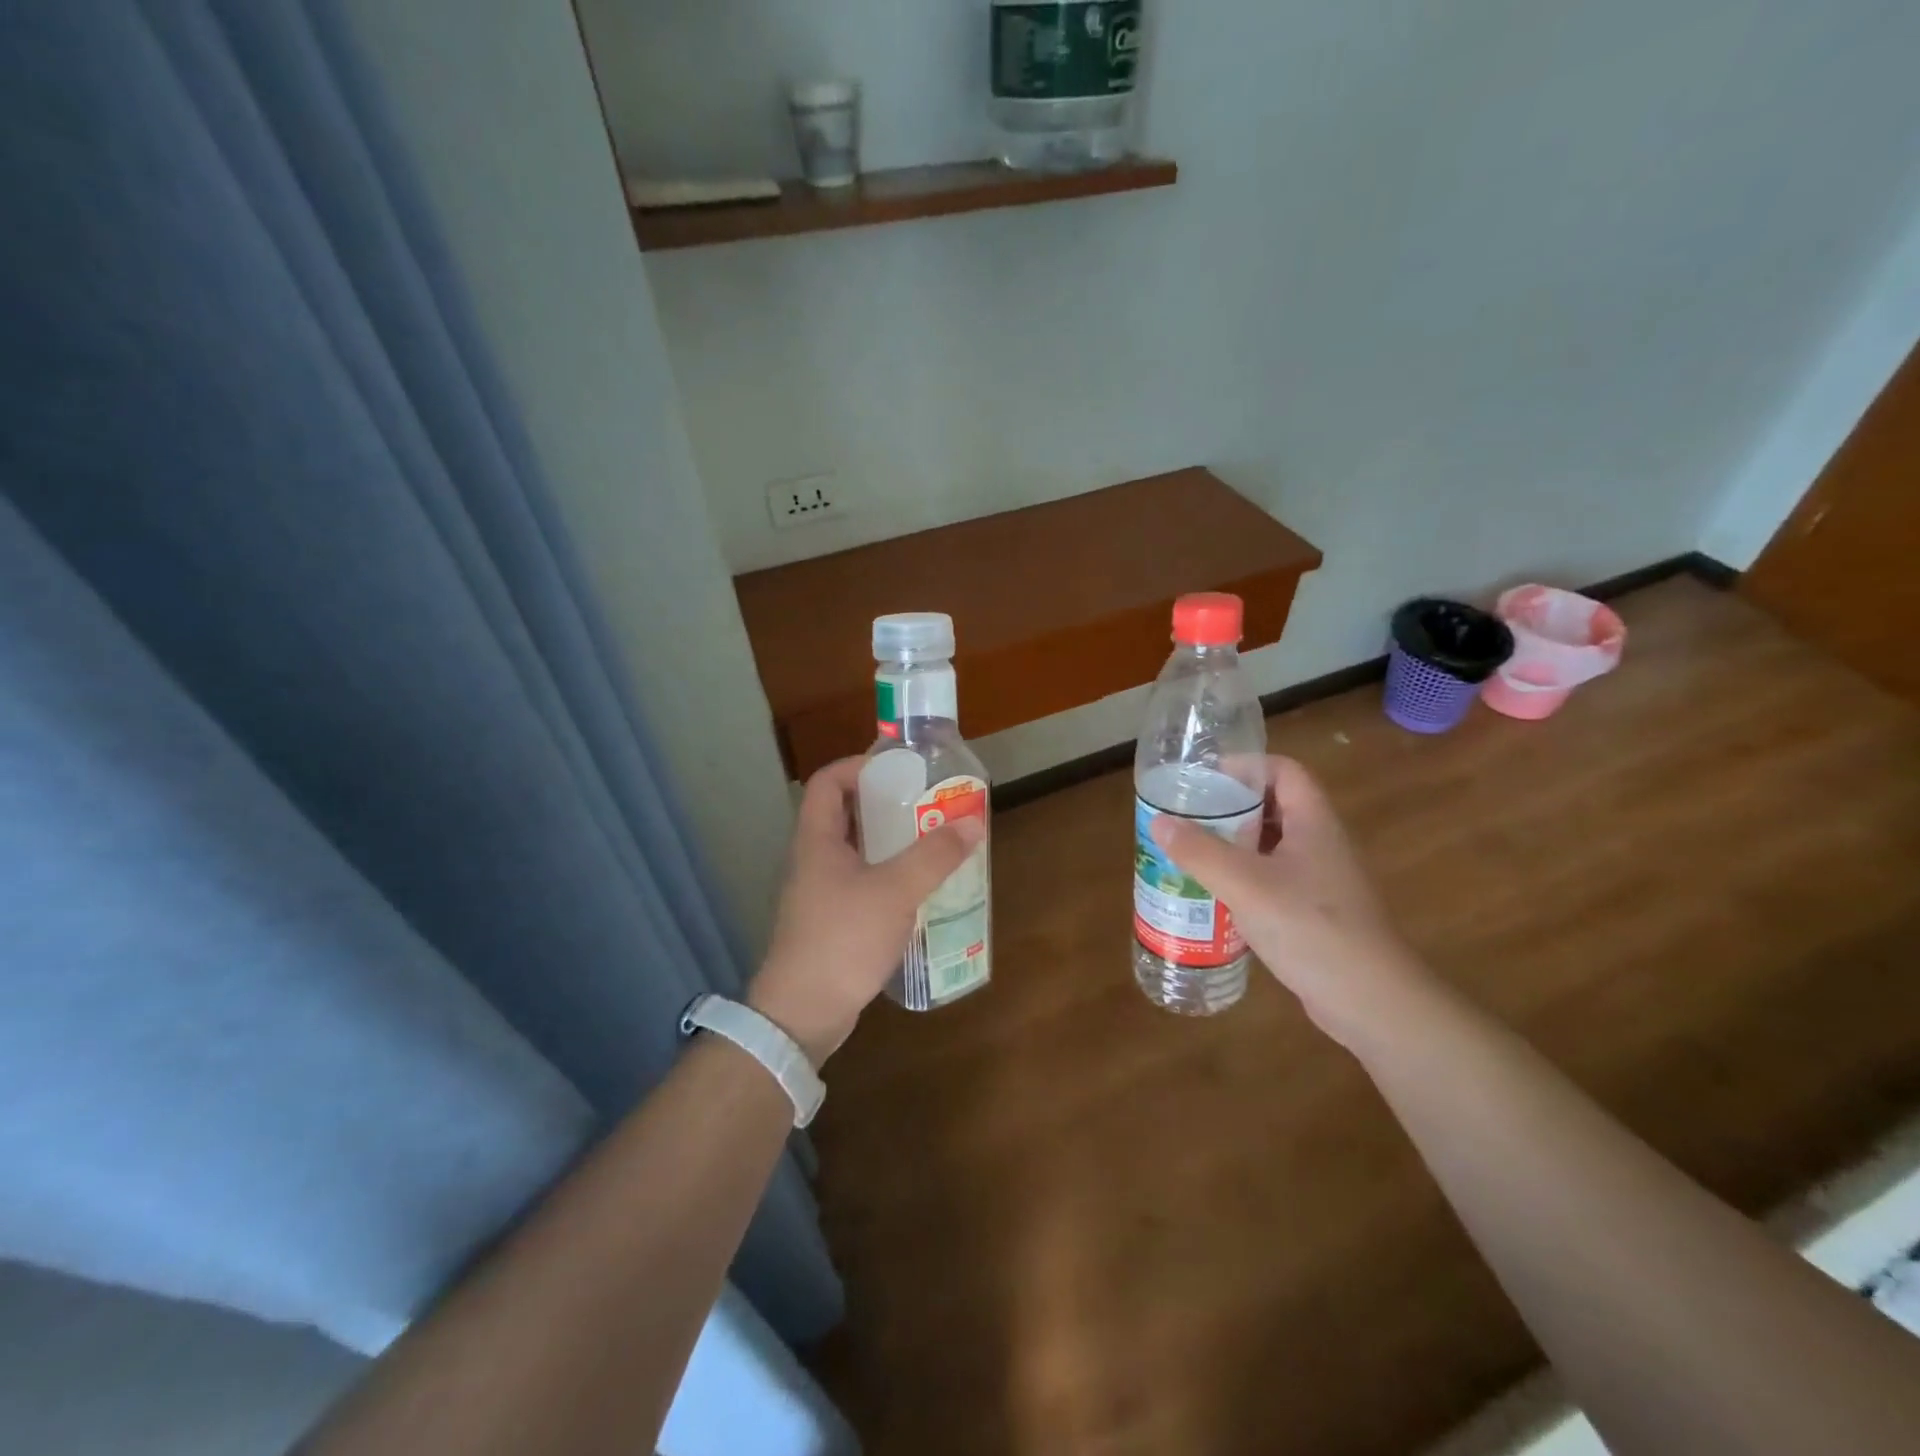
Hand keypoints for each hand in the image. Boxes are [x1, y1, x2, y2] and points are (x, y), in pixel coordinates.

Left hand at [749, 757, 986, 1066]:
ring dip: (891, 843)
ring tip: (932, 842)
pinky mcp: (832, 921)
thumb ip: (934, 856)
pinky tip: (919, 890)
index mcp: (818, 840)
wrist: (802, 1013)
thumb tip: (972, 822)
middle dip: (886, 804)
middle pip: (846, 814)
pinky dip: (889, 876)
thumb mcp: (894, 891)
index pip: (828, 782)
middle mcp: (814, 859)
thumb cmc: (842, 938)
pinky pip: (862, 883)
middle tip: (927, 804)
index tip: (899, 771)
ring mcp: (821, 893)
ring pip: (857, 851)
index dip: (859, 766)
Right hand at [1150, 755, 1430, 1050]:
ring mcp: (1322, 880)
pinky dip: (1245, 878)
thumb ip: (1199, 851)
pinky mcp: (1316, 912)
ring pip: (1272, 846)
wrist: (1369, 1000)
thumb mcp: (1244, 884)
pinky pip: (1274, 880)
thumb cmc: (1309, 927)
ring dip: (1235, 845)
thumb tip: (1159, 820)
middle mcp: (1322, 844)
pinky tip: (1217, 896)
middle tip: (1189, 817)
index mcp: (1313, 823)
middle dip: (1231, 808)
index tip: (1206, 779)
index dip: (1246, 766)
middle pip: (1275, 807)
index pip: (1284, 771)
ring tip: (1193, 853)